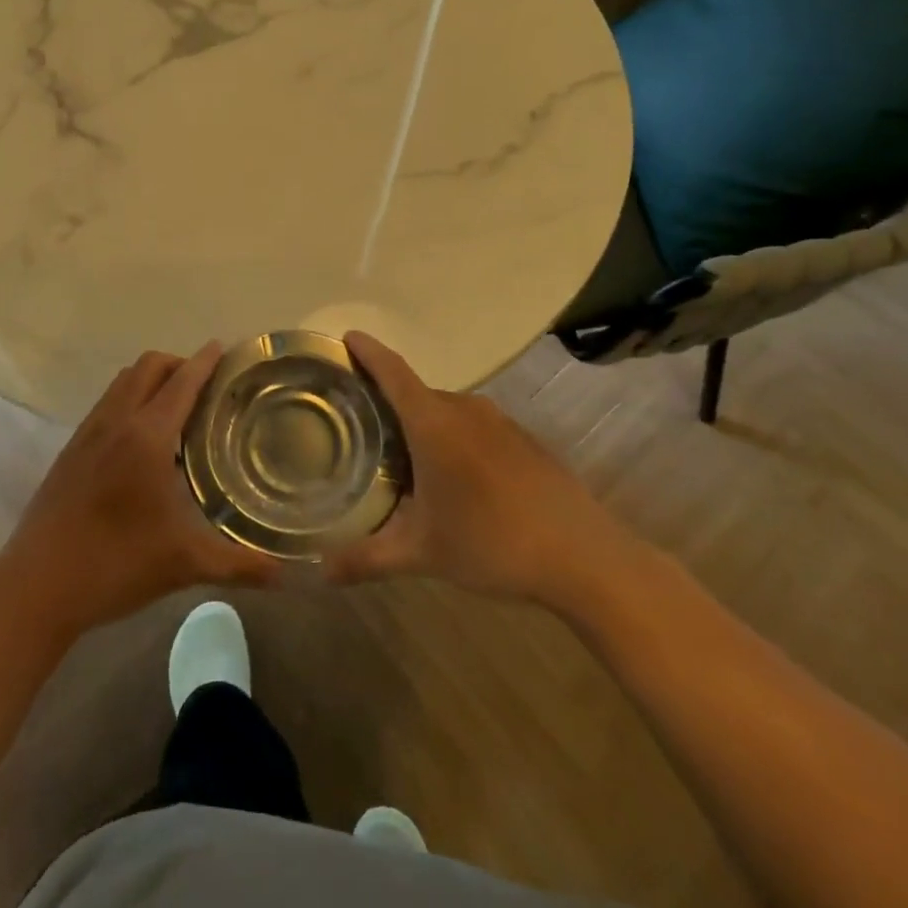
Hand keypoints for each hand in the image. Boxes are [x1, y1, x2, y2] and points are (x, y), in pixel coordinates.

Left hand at [0, 344, 279, 637]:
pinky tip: (141, 440)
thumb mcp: (185, 564)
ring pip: (124, 381)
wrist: (36, 587)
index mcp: (147, 435)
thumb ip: (241, 565)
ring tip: (177, 408)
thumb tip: (289, 576)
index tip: (226, 349)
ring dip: (152, 379)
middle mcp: (116, 421)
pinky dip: (130, 398)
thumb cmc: (116, 566)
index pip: (183, 380)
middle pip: (149, 366)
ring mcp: (88, 432)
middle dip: (180, 364)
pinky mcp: (70, 449)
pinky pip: (107, 402)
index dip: (206, 360)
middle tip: (207, 387)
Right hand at [325, 331, 641, 613]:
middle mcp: (465, 409)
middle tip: (362, 427)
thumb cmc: (492, 542)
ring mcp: (499, 421)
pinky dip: (454, 439)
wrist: (584, 556)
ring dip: (423, 426)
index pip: (392, 371)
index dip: (368, 351)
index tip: (347, 336)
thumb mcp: (422, 553)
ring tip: (403, 457)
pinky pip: (475, 426)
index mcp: (433, 422)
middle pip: (416, 393)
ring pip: (446, 412)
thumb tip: (322, 572)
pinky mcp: (523, 439)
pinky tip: (456, 479)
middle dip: (388, 403)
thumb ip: (367, 558)